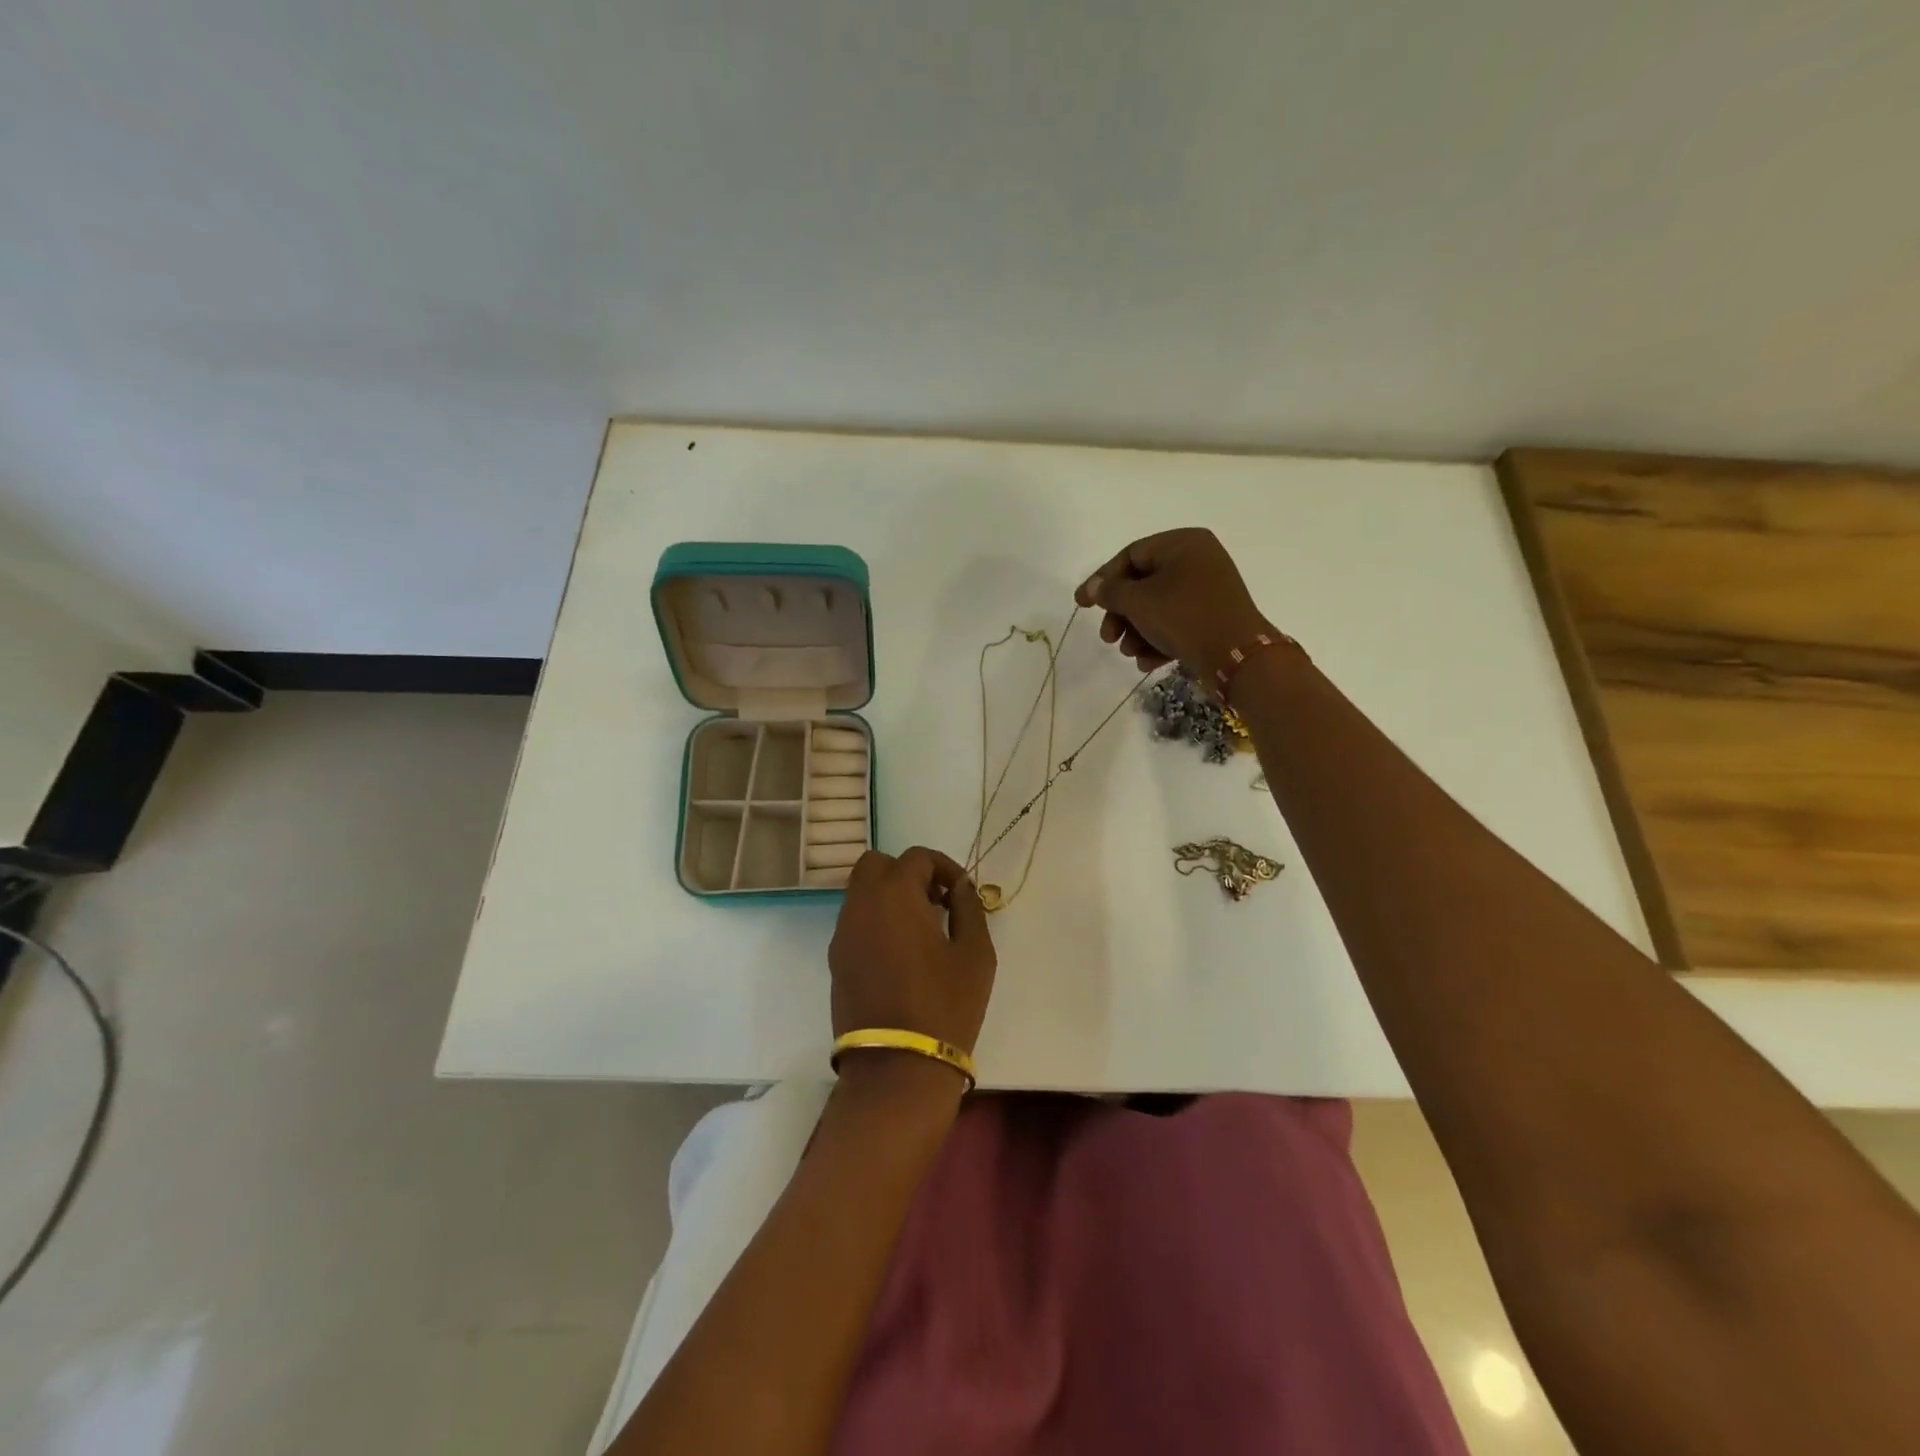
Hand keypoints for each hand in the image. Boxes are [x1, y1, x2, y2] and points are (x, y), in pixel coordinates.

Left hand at [828, 848, 996, 1097]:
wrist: (897, 1068)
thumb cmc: (945, 1004)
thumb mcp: (975, 953)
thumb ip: (969, 908)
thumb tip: (960, 887)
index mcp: (894, 895)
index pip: (916, 857)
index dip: (944, 867)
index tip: (961, 893)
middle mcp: (860, 905)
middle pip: (876, 864)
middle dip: (907, 873)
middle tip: (935, 902)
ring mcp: (842, 934)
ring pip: (861, 892)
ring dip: (889, 896)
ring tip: (922, 929)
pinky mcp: (836, 961)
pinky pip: (855, 921)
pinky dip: (876, 920)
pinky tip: (902, 953)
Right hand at [1075, 528, 1277, 682]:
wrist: (1236, 656)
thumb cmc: (1184, 617)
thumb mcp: (1139, 602)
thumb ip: (1110, 592)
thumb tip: (1095, 588)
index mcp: (1182, 543)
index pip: (1130, 555)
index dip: (1102, 580)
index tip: (1081, 605)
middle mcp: (1197, 560)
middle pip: (1142, 584)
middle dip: (1121, 614)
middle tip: (1108, 638)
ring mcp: (1207, 590)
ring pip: (1157, 607)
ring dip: (1136, 632)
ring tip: (1129, 653)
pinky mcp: (1212, 617)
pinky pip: (1175, 623)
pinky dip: (1157, 640)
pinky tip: (1147, 663)